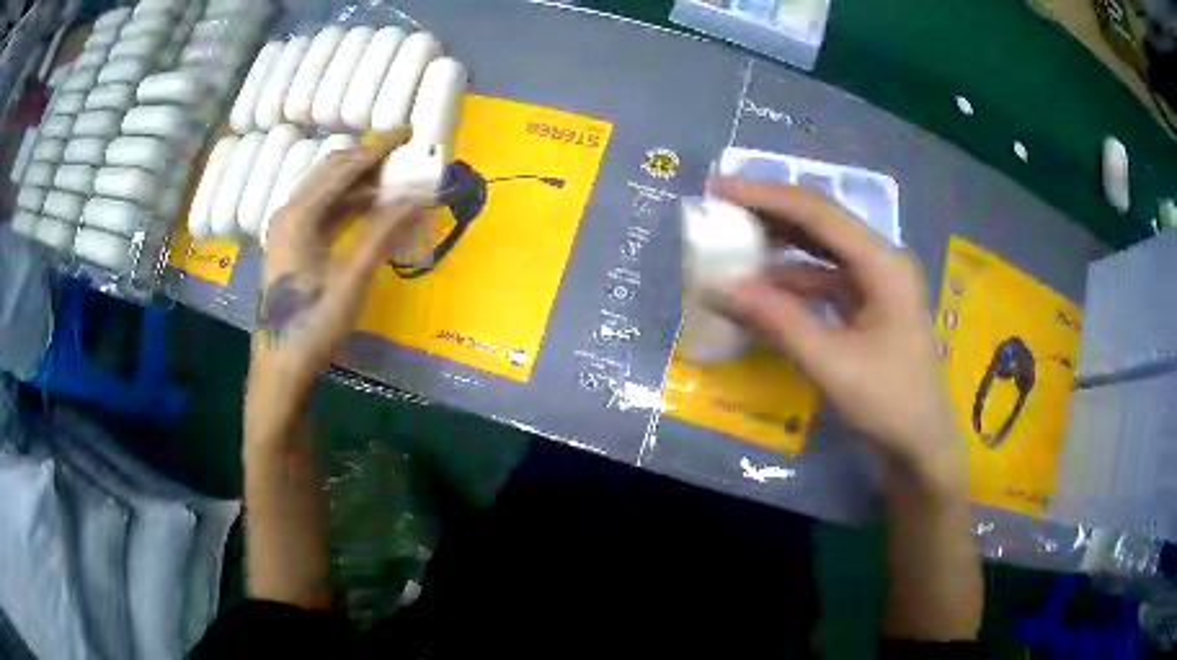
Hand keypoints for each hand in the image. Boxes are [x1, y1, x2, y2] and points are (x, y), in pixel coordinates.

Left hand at [246, 137, 424, 447]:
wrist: (281, 368)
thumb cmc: (313, 326)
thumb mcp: (351, 280)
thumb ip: (384, 233)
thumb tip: (421, 197)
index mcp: (298, 215)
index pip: (343, 168)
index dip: (378, 148)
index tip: (409, 133)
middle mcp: (288, 212)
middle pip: (332, 171)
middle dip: (369, 159)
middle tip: (405, 154)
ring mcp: (287, 229)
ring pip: (327, 190)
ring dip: (361, 181)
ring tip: (395, 178)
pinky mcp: (292, 245)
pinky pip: (324, 211)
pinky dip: (350, 204)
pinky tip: (372, 207)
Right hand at [710, 178, 962, 487]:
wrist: (921, 446)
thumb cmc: (888, 403)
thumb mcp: (831, 364)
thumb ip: (779, 321)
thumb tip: (722, 287)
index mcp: (883, 263)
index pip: (818, 213)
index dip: (766, 196)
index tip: (719, 189)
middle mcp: (881, 262)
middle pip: (820, 223)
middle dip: (770, 214)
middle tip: (721, 209)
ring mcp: (875, 284)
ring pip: (820, 251)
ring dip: (779, 249)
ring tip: (734, 247)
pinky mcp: (867, 307)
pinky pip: (824, 281)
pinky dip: (792, 283)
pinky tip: (763, 292)